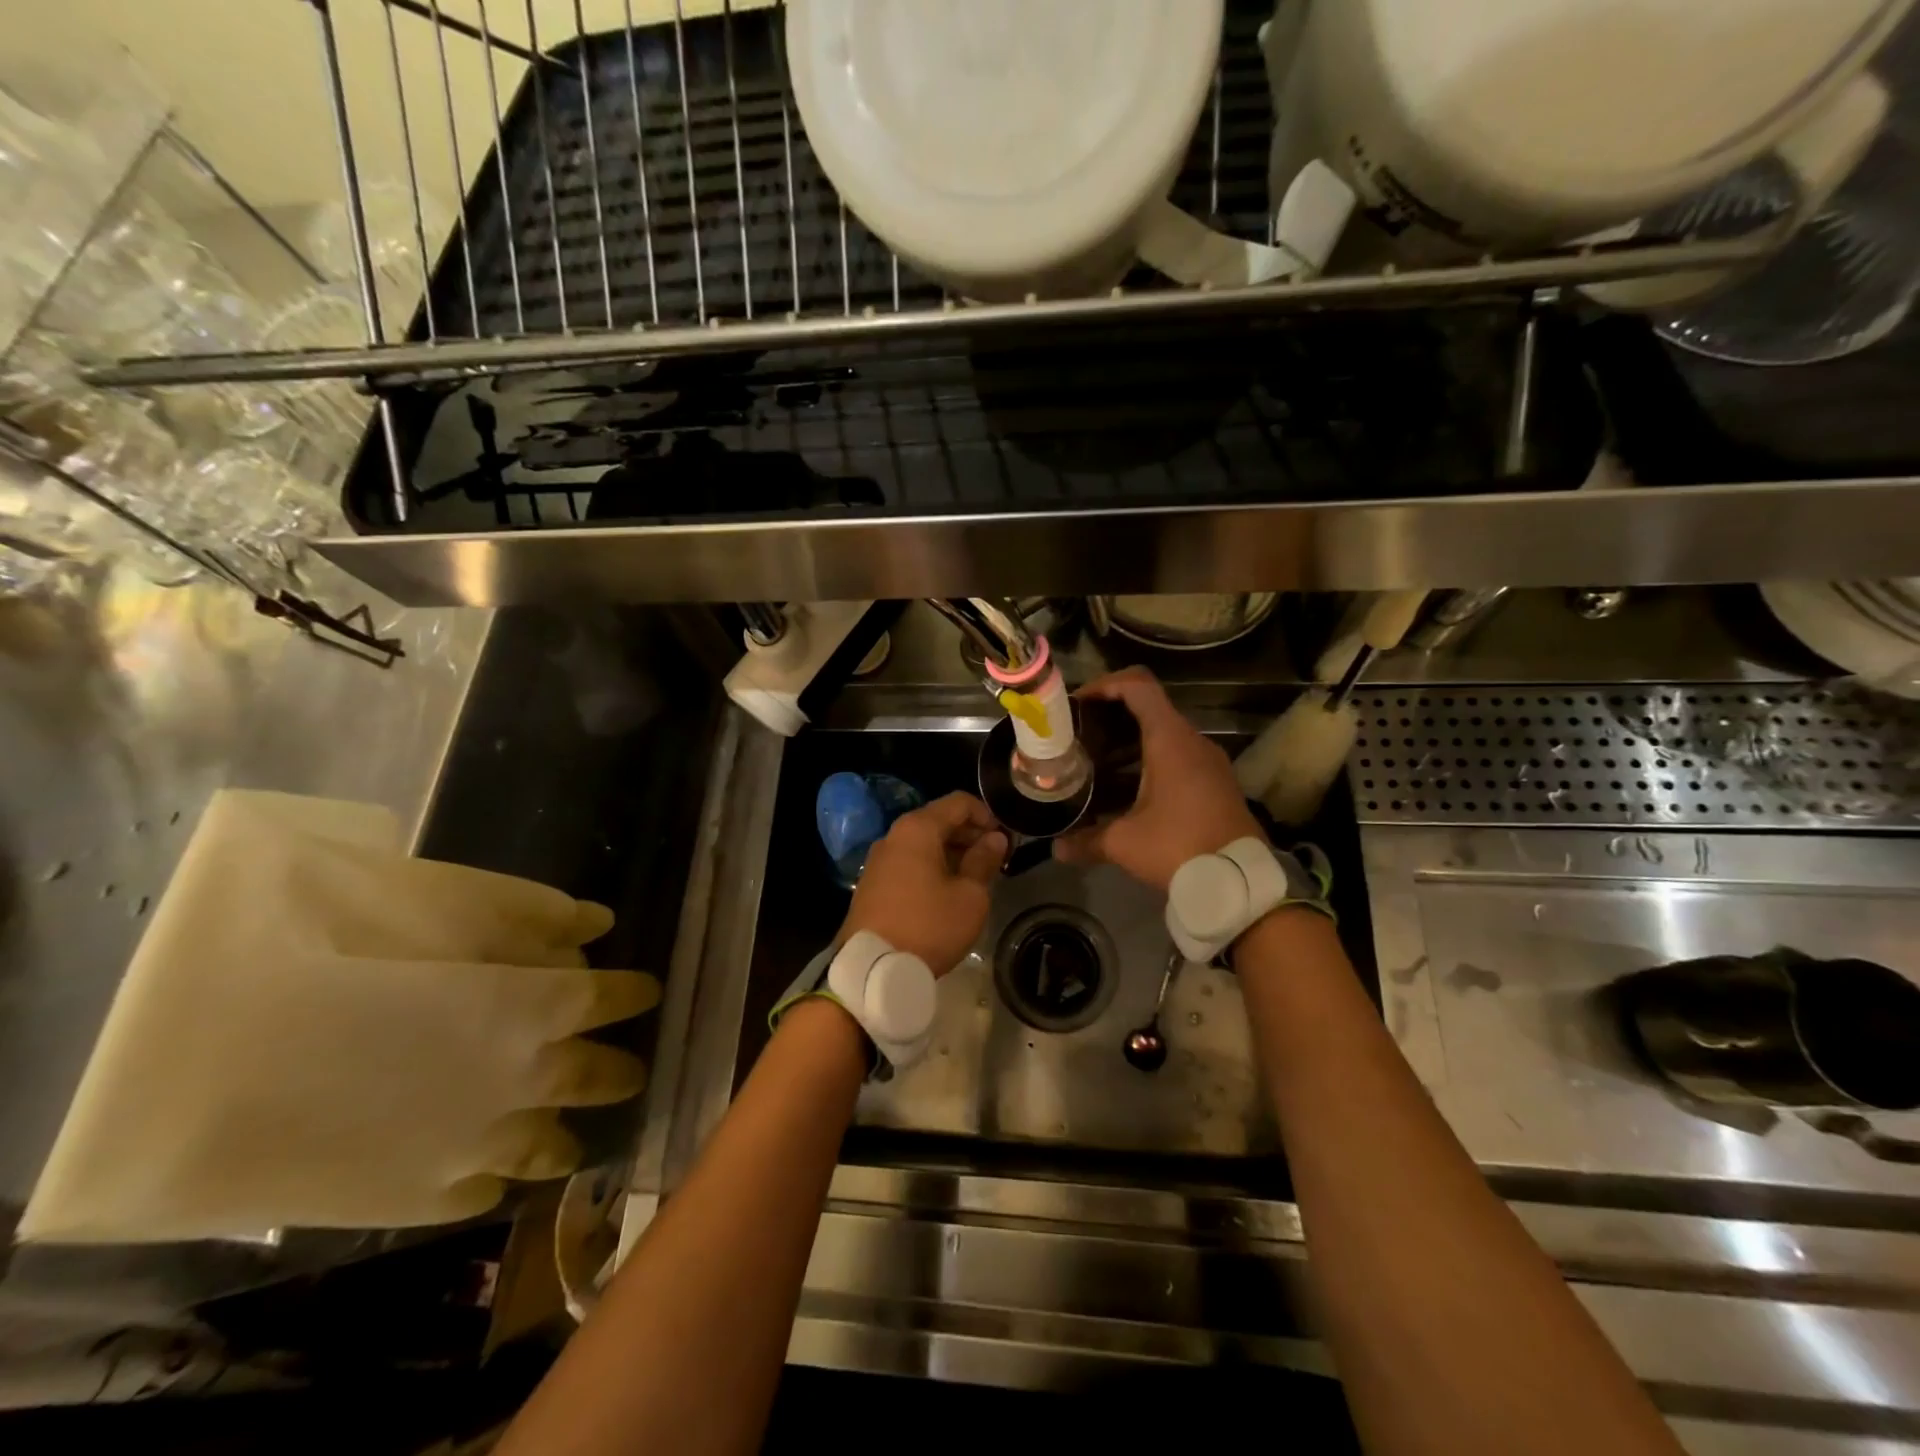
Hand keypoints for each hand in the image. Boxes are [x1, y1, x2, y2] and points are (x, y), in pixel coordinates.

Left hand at [840, 792, 1005, 974]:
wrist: (872, 969)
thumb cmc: (929, 926)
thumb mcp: (969, 896)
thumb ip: (983, 861)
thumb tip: (995, 839)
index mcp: (918, 829)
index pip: (958, 802)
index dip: (986, 815)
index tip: (1004, 839)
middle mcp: (894, 836)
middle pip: (939, 820)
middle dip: (970, 834)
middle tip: (995, 859)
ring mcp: (879, 860)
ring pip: (923, 843)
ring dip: (952, 852)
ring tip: (975, 877)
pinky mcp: (872, 883)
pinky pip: (909, 862)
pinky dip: (932, 867)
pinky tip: (947, 891)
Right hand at [1054, 667, 1262, 890]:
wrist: (1241, 882)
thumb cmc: (1179, 848)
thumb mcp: (1125, 843)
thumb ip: (1087, 840)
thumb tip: (1057, 848)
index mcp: (1170, 739)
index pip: (1138, 686)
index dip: (1105, 684)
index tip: (1078, 702)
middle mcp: (1192, 740)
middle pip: (1149, 706)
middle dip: (1112, 714)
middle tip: (1081, 732)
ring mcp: (1209, 760)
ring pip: (1164, 732)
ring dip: (1130, 740)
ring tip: (1097, 760)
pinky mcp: (1216, 781)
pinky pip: (1178, 754)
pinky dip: (1149, 758)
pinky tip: (1128, 787)